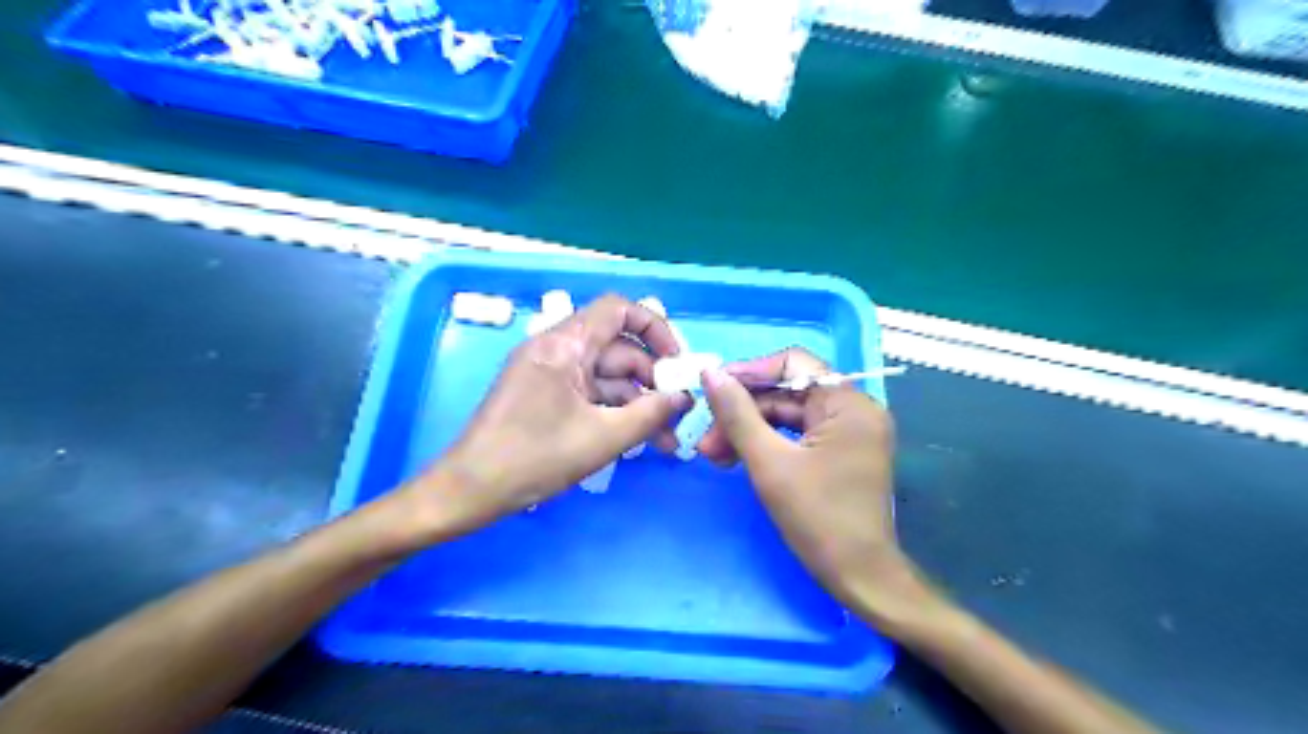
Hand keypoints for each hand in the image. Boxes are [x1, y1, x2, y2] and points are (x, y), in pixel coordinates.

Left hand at [412, 292, 688, 532]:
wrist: (470, 490)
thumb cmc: (534, 458)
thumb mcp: (603, 438)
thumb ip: (651, 414)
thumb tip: (685, 398)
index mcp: (564, 344)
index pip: (618, 310)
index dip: (654, 328)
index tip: (676, 363)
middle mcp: (557, 350)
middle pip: (618, 349)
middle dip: (652, 381)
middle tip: (679, 416)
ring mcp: (550, 374)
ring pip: (607, 377)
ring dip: (637, 404)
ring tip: (665, 441)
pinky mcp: (545, 397)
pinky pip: (590, 394)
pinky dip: (614, 412)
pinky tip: (637, 440)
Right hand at [699, 348, 935, 624]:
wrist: (861, 578)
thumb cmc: (818, 519)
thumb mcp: (769, 463)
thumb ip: (738, 414)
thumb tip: (711, 374)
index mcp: (848, 403)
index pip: (793, 363)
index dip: (750, 373)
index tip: (713, 391)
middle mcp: (855, 409)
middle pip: (788, 392)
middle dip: (743, 413)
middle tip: (705, 439)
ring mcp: (851, 432)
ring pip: (789, 415)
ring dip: (750, 431)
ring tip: (713, 455)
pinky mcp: (842, 452)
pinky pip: (799, 435)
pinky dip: (768, 444)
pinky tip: (737, 459)